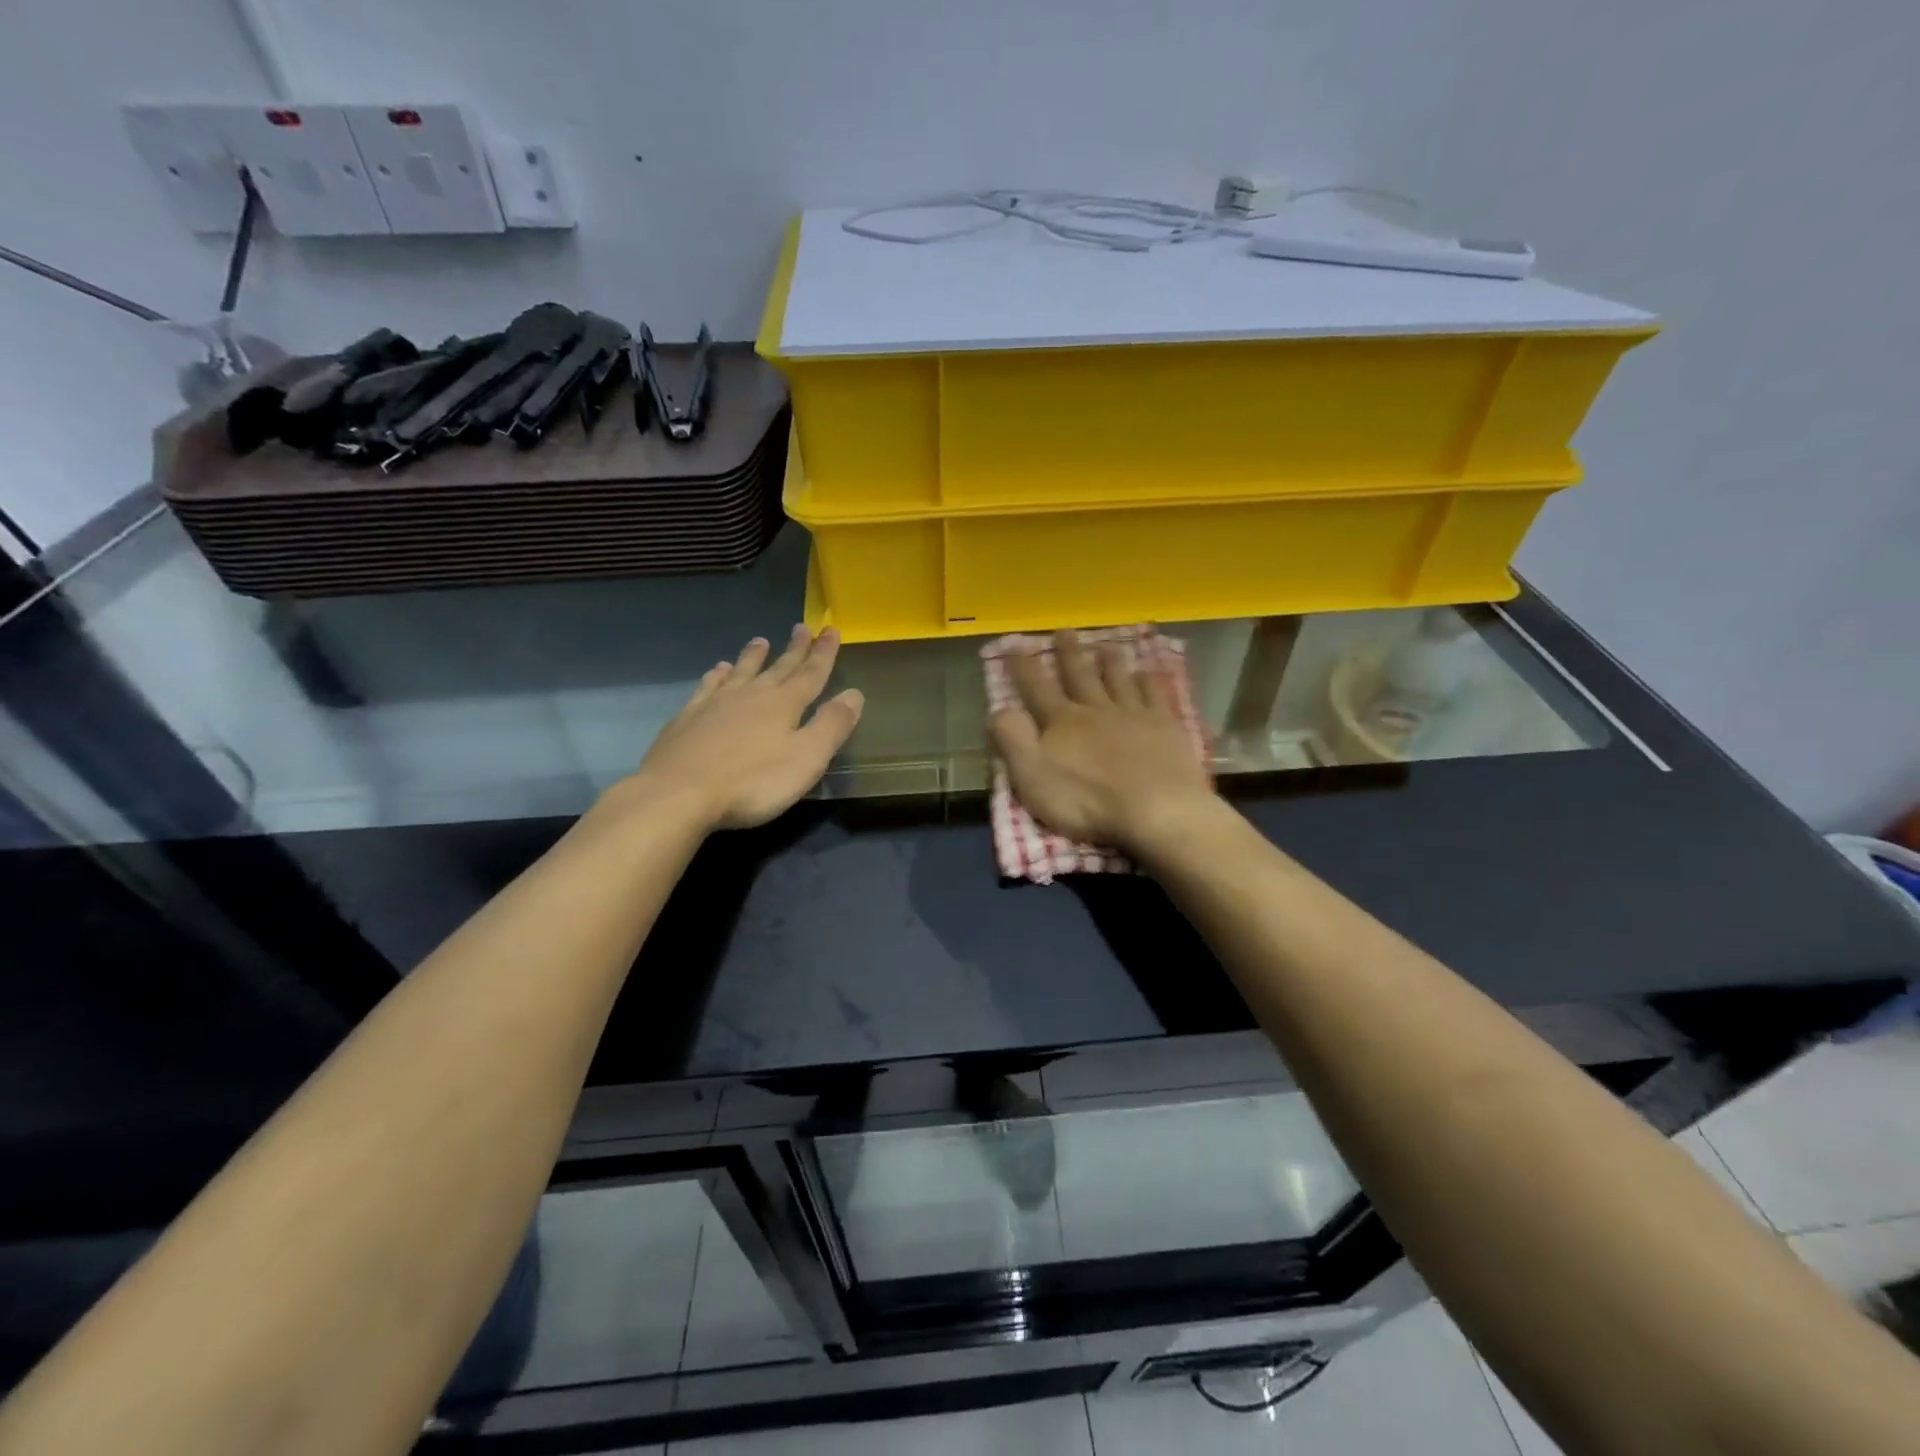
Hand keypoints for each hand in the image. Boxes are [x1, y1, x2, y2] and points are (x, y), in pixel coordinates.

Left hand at [624, 625, 863, 831]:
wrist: (678, 794)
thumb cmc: (752, 782)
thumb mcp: (807, 758)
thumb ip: (832, 725)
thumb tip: (854, 694)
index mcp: (784, 705)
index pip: (811, 674)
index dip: (824, 653)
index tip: (831, 630)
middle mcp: (751, 695)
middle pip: (779, 668)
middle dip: (794, 649)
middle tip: (802, 627)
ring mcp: (716, 704)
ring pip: (741, 672)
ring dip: (753, 657)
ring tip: (760, 641)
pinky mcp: (688, 718)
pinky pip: (708, 687)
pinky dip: (716, 675)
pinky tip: (717, 670)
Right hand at [987, 629, 1215, 853]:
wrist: (1157, 808)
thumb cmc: (1087, 801)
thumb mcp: (1033, 777)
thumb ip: (1013, 741)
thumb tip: (999, 709)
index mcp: (1062, 722)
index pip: (1037, 688)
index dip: (1024, 668)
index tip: (1015, 646)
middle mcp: (1096, 710)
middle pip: (1080, 675)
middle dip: (1069, 653)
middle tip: (1064, 631)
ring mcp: (1134, 715)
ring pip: (1118, 679)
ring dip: (1109, 661)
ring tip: (1105, 645)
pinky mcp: (1165, 727)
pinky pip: (1154, 695)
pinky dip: (1147, 682)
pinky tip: (1146, 675)